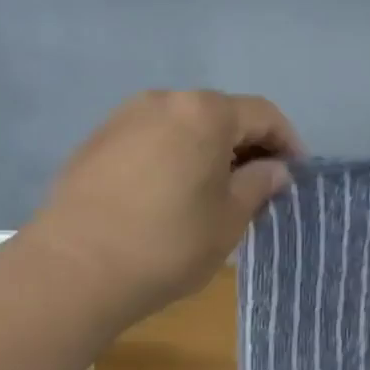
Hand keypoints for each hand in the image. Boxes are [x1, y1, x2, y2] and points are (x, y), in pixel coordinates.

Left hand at [29, 90, 301, 324]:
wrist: (74, 268)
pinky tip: (168, 195)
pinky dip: (171, 157)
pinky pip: (149, 140)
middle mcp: (163, 101)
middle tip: (258, 187)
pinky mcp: (95, 142)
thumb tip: (274, 170)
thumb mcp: (229, 220)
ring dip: (206, 151)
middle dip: (246, 146)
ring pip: (182, 126)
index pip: (262, 114)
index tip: (295, 174)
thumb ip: (259, 185)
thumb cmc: (167, 244)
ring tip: (213, 192)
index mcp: (204, 112)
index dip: (287, 142)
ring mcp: (123, 118)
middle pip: (219, 114)